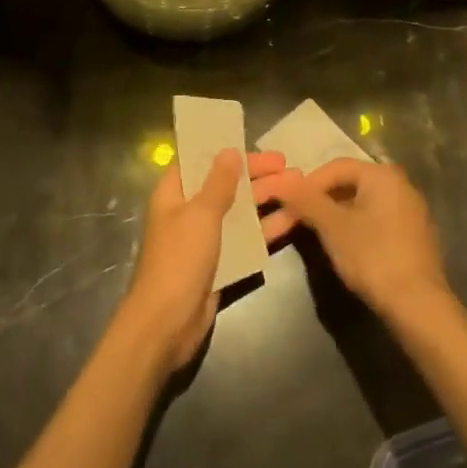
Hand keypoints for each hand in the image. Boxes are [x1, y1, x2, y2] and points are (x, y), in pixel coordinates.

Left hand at [119, 149, 299, 372]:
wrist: (166, 325)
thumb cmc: (179, 259)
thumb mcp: (201, 214)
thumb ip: (219, 182)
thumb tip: (230, 151)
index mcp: (174, 192)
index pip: (199, 160)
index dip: (224, 150)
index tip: (252, 142)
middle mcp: (189, 211)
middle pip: (225, 184)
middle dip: (256, 174)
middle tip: (288, 164)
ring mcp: (206, 238)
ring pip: (240, 210)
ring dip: (267, 198)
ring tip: (300, 185)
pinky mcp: (221, 263)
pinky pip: (246, 238)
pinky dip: (267, 228)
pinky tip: (293, 218)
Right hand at [262, 159, 447, 319]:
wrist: (419, 306)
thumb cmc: (372, 257)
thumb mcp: (332, 227)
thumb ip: (306, 200)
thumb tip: (281, 180)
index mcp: (382, 174)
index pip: (335, 166)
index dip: (308, 184)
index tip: (290, 204)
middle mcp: (401, 183)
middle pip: (351, 182)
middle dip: (324, 198)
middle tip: (301, 219)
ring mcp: (412, 209)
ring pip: (365, 201)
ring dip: (340, 213)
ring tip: (321, 234)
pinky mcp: (416, 234)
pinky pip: (379, 218)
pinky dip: (359, 225)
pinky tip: (349, 247)